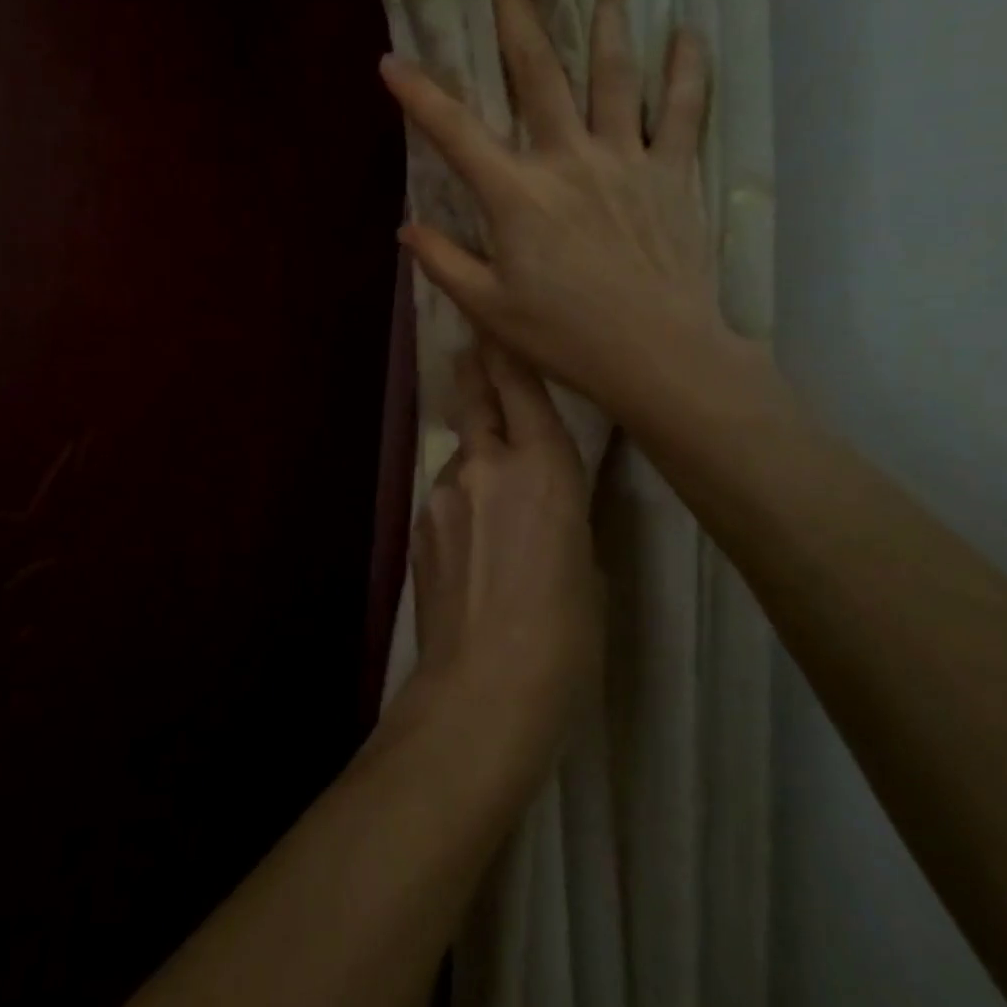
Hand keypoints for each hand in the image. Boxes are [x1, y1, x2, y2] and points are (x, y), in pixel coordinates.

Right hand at [380, 0, 736, 432]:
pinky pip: (682, 109)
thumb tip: (408, 228)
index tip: (390, 61)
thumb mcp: (489, 308)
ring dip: (603, 20)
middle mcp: (568, 159)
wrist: (659, 355)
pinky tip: (687, 32)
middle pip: (537, 71)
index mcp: (516, 195)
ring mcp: (625, 159)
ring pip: (612, 73)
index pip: (455, 132)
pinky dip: (684, 69)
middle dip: (515, 8)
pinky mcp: (672, 172)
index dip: (418, 95)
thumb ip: (444, 262)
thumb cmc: (565, 336)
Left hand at [409, 340, 602, 777]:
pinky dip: (460, 498)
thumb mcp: (587, 562)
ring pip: (460, 452)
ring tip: (491, 492)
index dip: (508, 351)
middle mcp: (487, 464)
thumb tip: (545, 498)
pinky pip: (445, 493)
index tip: (497, 324)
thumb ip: (564, 512)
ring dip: (474, 454)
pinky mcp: (419, 522)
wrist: (484, 683)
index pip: (521, 387)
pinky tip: (472, 540)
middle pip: (477, 398)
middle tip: (474, 355)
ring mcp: (444, 491)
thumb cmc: (566, 633)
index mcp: (545, 468)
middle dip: (477, 374)